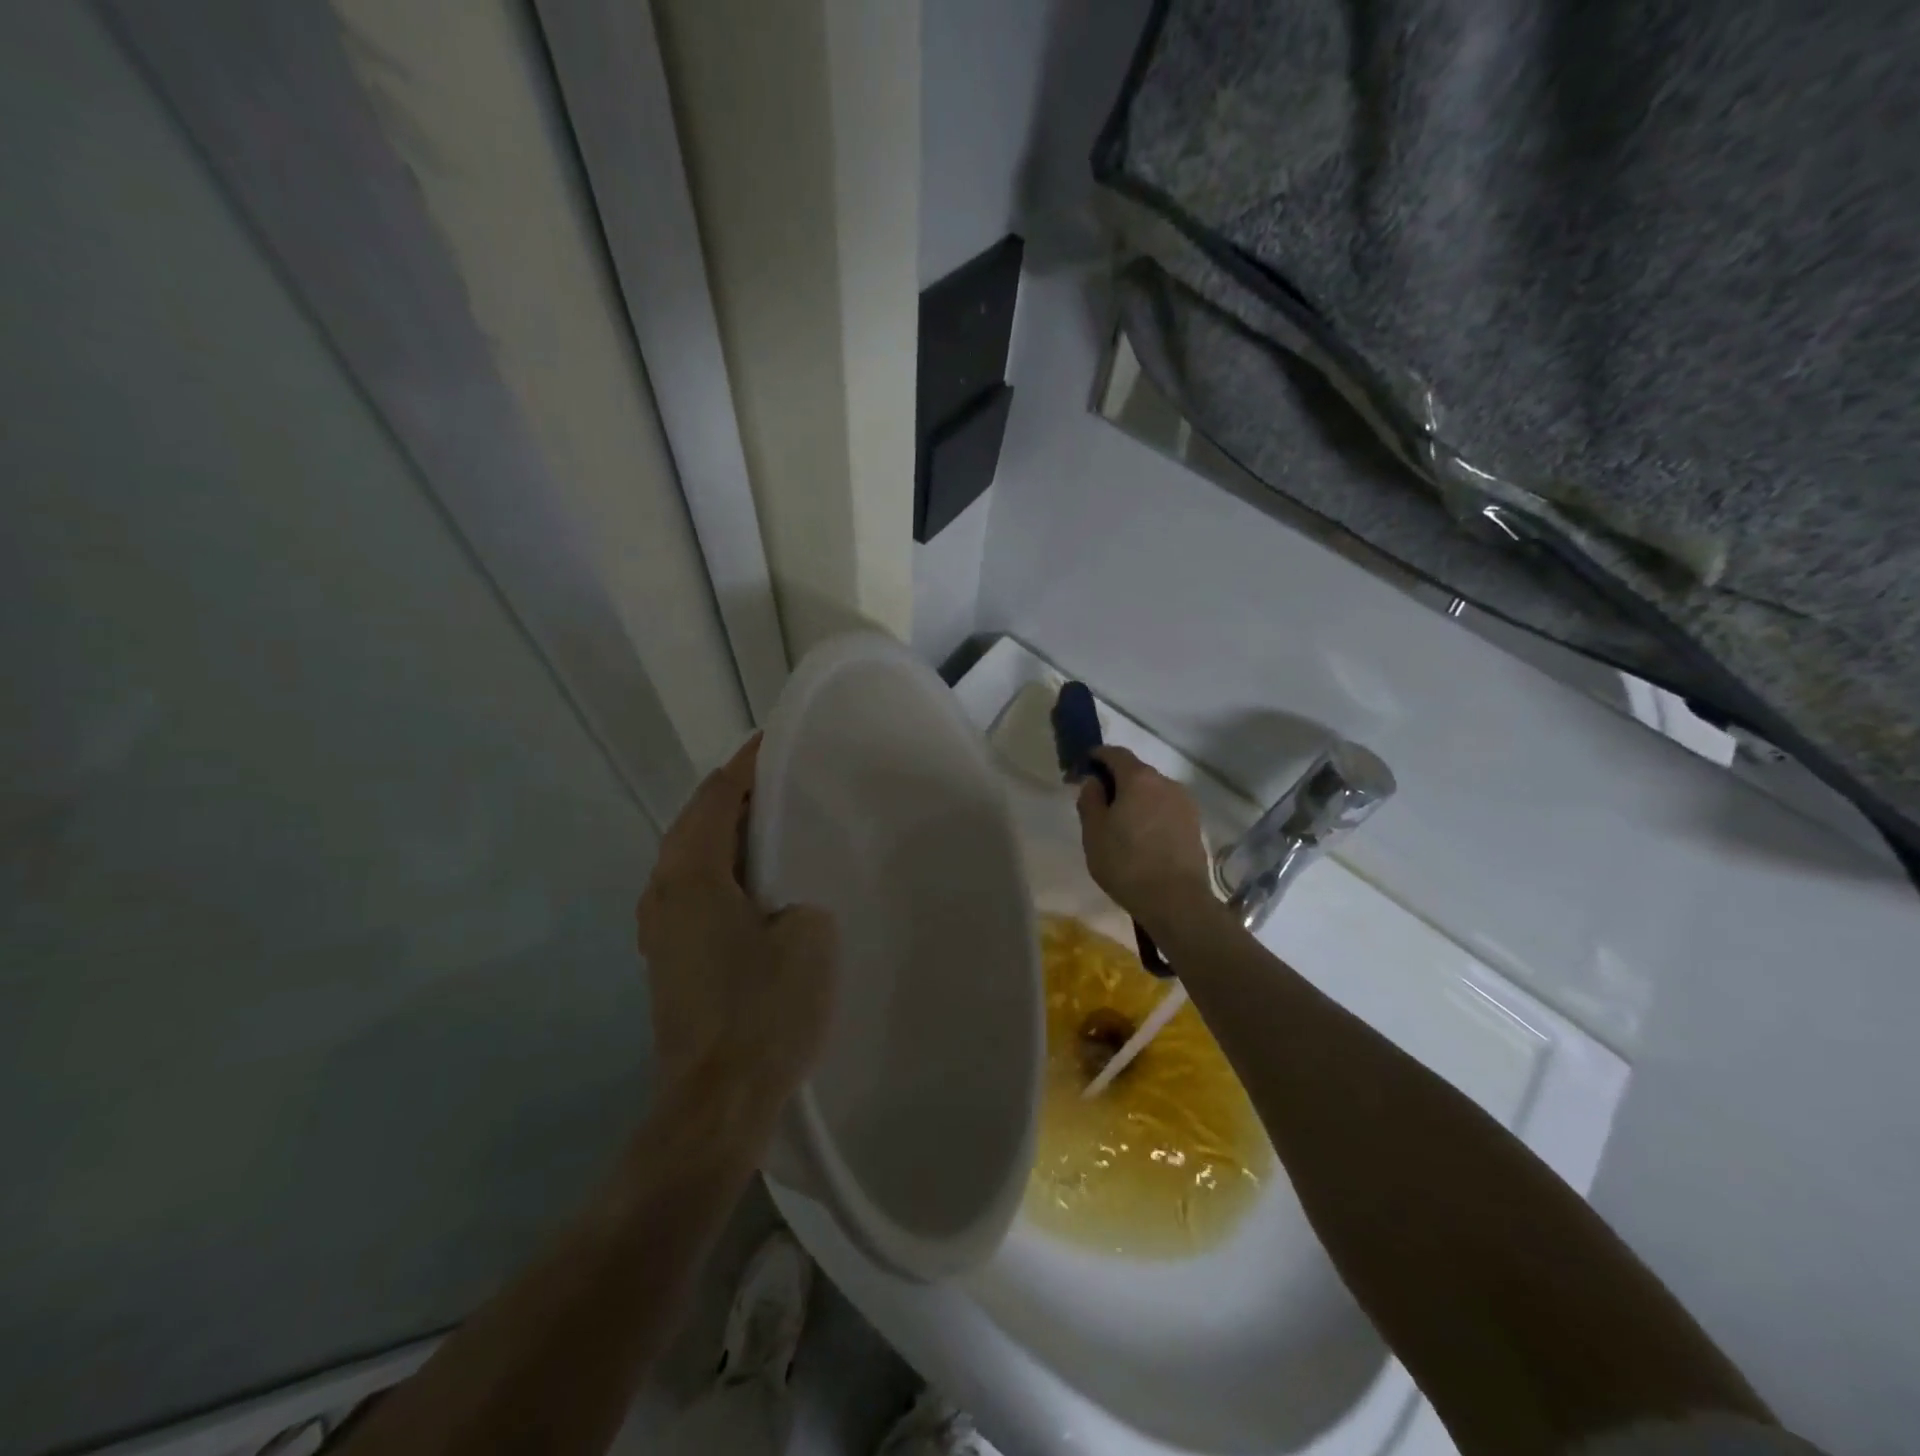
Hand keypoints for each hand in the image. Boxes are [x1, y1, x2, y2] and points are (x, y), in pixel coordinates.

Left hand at [637, 736, 836, 1114]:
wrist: (717, 1102)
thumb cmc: (766, 1009)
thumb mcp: (808, 934)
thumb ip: (798, 894)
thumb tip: (783, 896)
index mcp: (692, 874)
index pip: (716, 796)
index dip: (747, 765)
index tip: (777, 742)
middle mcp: (663, 891)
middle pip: (695, 820)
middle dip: (736, 795)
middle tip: (784, 781)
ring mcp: (659, 927)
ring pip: (690, 856)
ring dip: (727, 833)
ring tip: (773, 824)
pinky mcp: (667, 957)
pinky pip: (692, 889)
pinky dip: (720, 868)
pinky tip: (755, 882)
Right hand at [1075, 747, 1216, 934]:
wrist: (1176, 900)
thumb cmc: (1126, 863)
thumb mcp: (1094, 832)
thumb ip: (1090, 800)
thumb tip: (1093, 781)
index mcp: (1138, 778)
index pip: (1115, 753)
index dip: (1098, 756)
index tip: (1084, 767)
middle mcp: (1166, 782)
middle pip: (1137, 772)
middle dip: (1117, 780)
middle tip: (1099, 801)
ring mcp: (1185, 803)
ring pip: (1153, 791)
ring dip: (1137, 798)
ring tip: (1121, 823)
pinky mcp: (1195, 824)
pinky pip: (1166, 809)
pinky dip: (1152, 813)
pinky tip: (1142, 837)